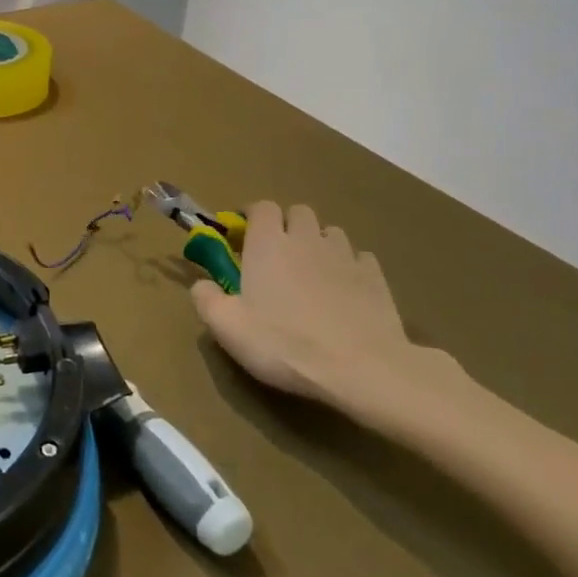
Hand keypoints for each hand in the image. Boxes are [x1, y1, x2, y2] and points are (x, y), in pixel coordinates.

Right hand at [190, 201, 459, 418]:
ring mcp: (345, 255)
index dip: (251, 217)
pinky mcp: (376, 277)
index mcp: (267, 243)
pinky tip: (344, 290)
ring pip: (330, 232)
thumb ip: (206, 298)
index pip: (261, 207)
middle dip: (286, 225)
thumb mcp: (227, 327)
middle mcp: (306, 239)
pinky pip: (359, 258)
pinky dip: (348, 266)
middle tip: (276, 255)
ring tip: (312, 273)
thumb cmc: (284, 343)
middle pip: (298, 212)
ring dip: (318, 243)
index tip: (243, 238)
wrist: (361, 368)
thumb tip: (201, 283)